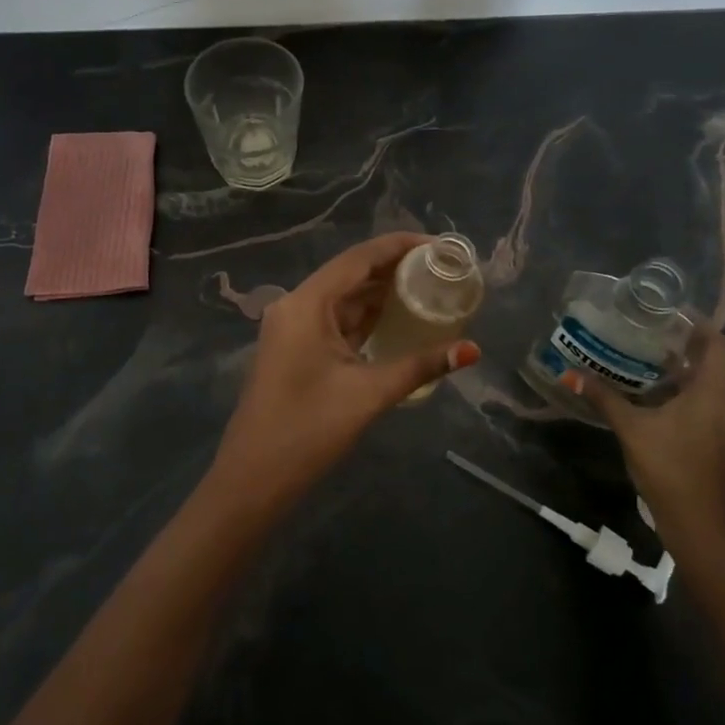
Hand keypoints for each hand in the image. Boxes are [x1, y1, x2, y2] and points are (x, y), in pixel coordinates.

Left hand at [210, 233, 480, 509]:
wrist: (252, 479)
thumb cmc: (308, 431)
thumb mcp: (368, 394)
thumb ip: (420, 366)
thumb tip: (473, 350)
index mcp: (306, 303)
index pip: (358, 258)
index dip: (398, 245)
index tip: (438, 245)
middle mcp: (295, 305)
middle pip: (350, 274)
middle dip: (393, 268)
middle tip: (440, 269)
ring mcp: (292, 328)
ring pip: (342, 298)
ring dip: (380, 293)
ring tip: (427, 288)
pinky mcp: (294, 349)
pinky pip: (334, 321)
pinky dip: (364, 317)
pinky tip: (396, 319)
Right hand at [568, 325, 724, 558]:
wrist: (699, 527)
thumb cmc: (670, 469)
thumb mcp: (632, 430)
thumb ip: (604, 398)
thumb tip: (572, 373)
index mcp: (710, 394)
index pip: (718, 345)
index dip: (698, 324)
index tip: (667, 311)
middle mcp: (720, 404)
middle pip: (710, 361)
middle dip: (681, 342)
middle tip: (644, 329)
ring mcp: (717, 425)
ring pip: (702, 384)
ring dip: (676, 368)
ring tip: (639, 355)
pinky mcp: (709, 441)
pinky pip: (696, 403)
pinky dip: (675, 391)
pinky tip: (645, 395)